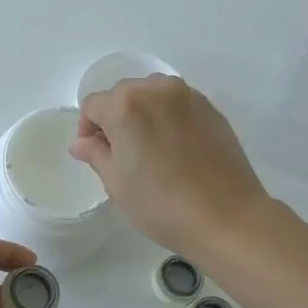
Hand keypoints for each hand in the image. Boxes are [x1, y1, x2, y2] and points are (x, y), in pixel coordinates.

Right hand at [71, 75, 271, 258]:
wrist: (226, 217)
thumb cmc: (160, 203)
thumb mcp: (117, 183)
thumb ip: (96, 154)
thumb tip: (82, 143)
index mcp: (125, 105)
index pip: (93, 105)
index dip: (88, 128)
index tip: (95, 154)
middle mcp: (156, 90)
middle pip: (123, 94)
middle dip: (115, 118)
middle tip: (121, 153)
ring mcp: (188, 96)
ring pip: (152, 94)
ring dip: (143, 113)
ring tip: (149, 148)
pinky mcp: (211, 109)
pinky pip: (178, 104)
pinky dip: (168, 118)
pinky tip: (175, 149)